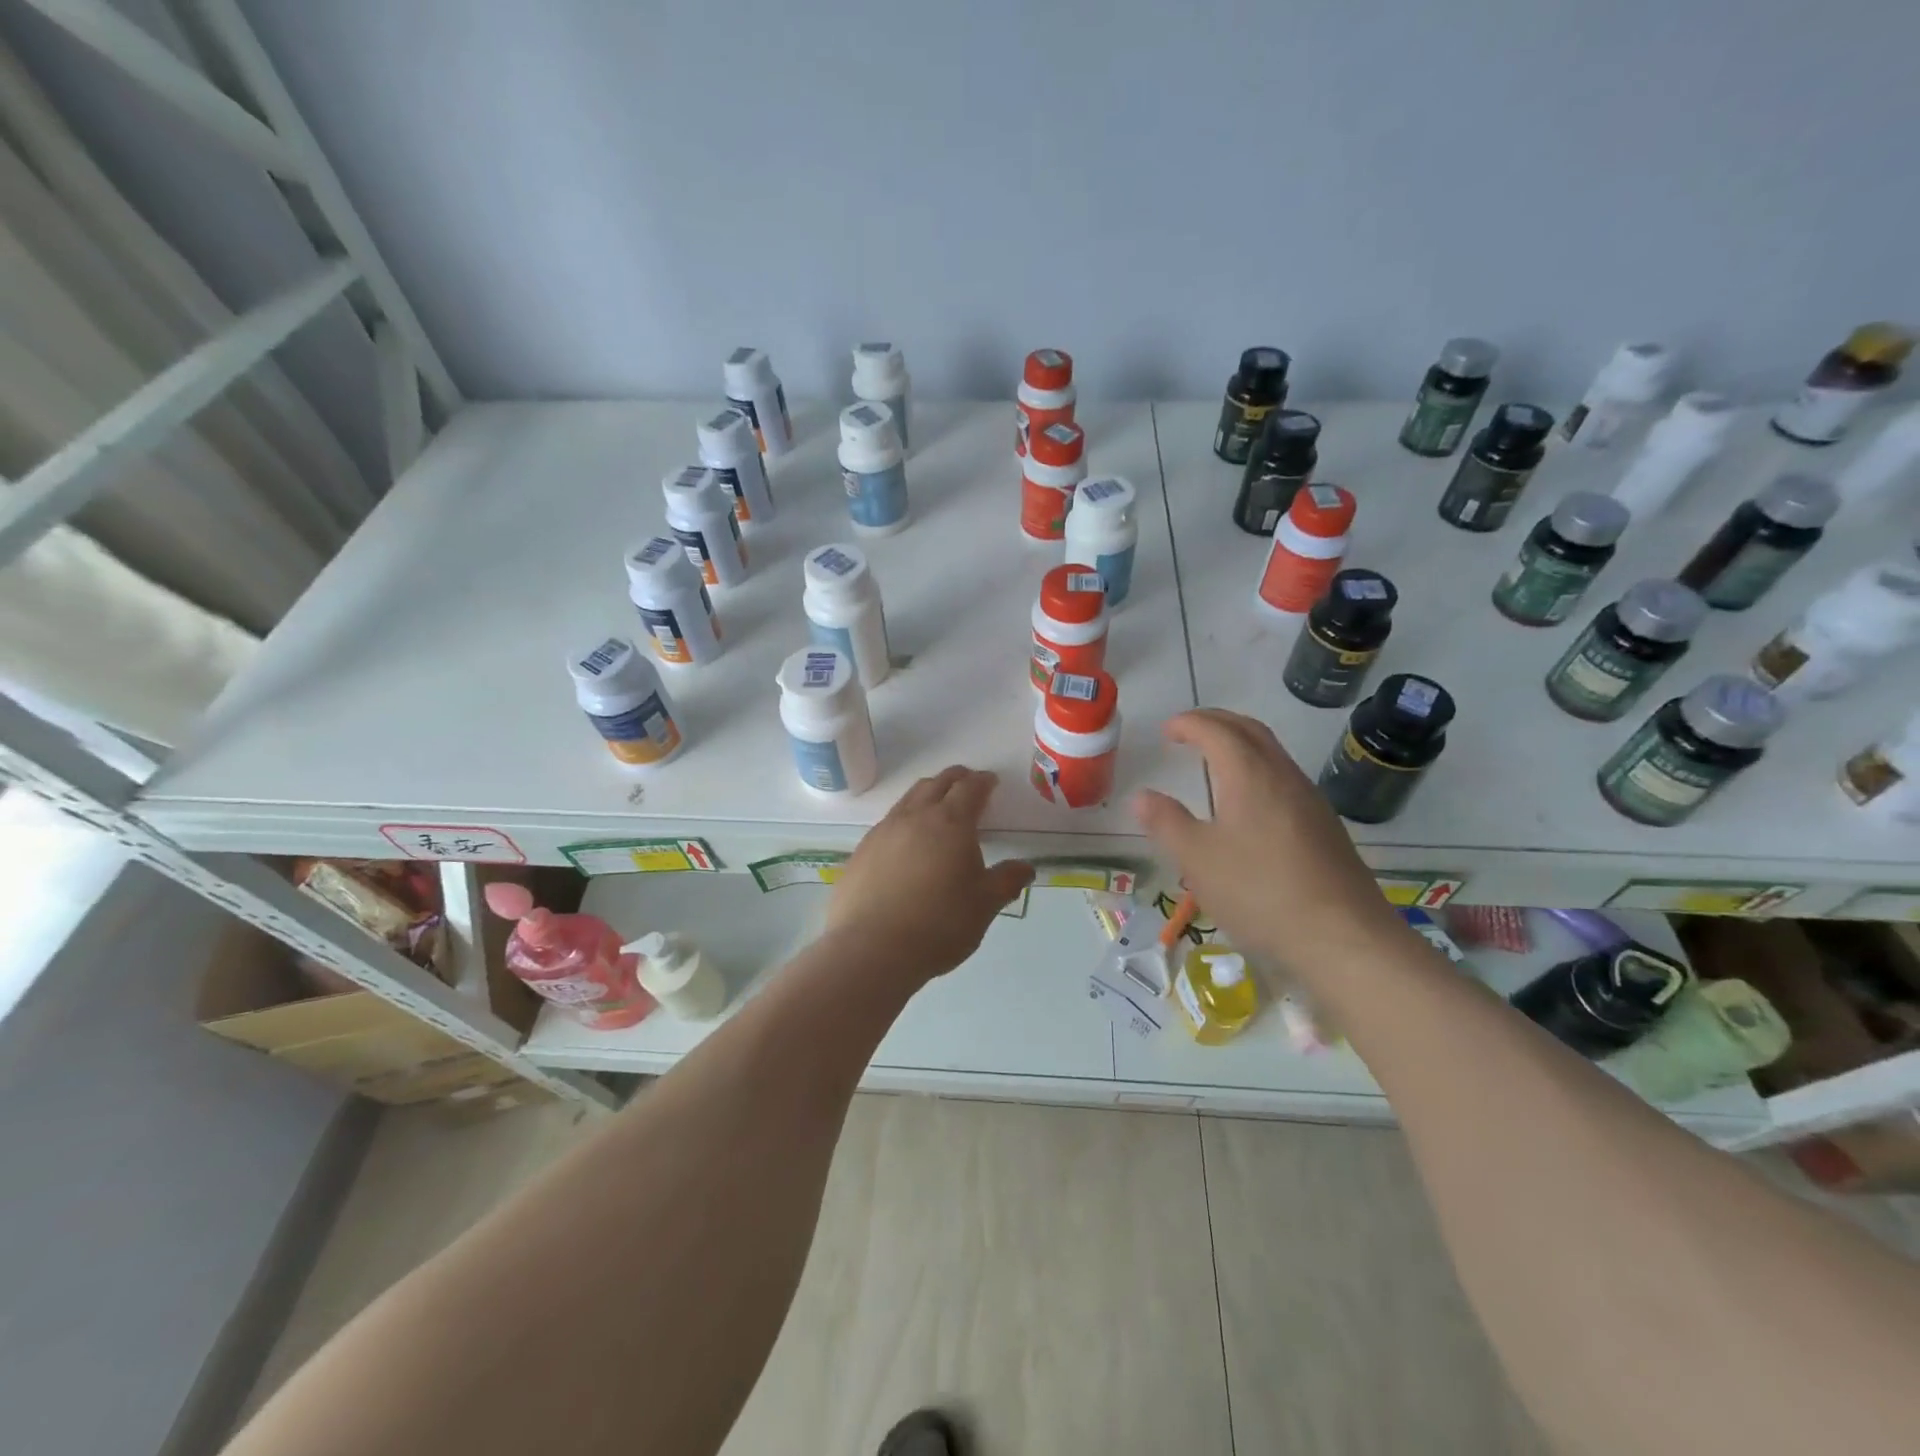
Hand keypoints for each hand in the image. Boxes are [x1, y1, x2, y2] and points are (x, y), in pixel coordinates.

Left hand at [827, 767, 1034, 979]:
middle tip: (967, 783)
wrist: (872, 948)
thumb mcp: (984, 906)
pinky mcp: (861, 851)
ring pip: (908, 799)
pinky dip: (903, 821)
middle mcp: (915, 817)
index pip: (969, 788)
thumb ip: (1006, 881)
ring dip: (926, 795)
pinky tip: (906, 843)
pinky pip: (887, 824)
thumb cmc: (939, 924)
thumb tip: (1025, 868)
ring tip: (936, 807)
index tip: (990, 781)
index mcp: (951, 823)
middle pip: (936, 784)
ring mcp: (883, 832)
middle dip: (954, 779)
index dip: (982, 781)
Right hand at [1132, 709, 1405, 983]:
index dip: (1188, 723)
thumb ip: (1166, 823)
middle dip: (1216, 722)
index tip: (1165, 729)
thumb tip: (1142, 796)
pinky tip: (1248, 803)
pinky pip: (1284, 778)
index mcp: (1249, 775)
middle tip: (1188, 730)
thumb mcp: (1197, 860)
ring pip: (1272, 753)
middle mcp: (1283, 776)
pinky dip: (1257, 769)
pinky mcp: (1325, 827)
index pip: (1216, 731)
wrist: (1344, 937)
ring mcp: (1310, 801)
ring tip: (1213, 760)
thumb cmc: (1260, 892)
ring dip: (1240, 744)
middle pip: (1250, 731)